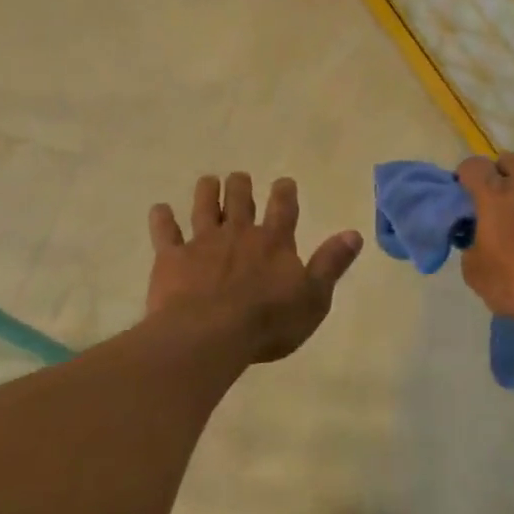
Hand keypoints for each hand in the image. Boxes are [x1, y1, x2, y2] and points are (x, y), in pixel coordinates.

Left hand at [146, 172, 362, 365]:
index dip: (284, 193)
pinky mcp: (172, 259)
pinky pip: (165, 233)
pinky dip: (162, 220)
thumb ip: (331, 263)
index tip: (284, 182)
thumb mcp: (314, 297)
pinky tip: (160, 210)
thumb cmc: (268, 322)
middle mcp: (239, 234)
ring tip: (208, 181)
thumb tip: (354, 233)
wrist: (210, 335)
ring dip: (206, 192)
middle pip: (239, 201)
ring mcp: (203, 243)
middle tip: (239, 178)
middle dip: (240, 186)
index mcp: (274, 242)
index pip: (283, 208)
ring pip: (204, 208)